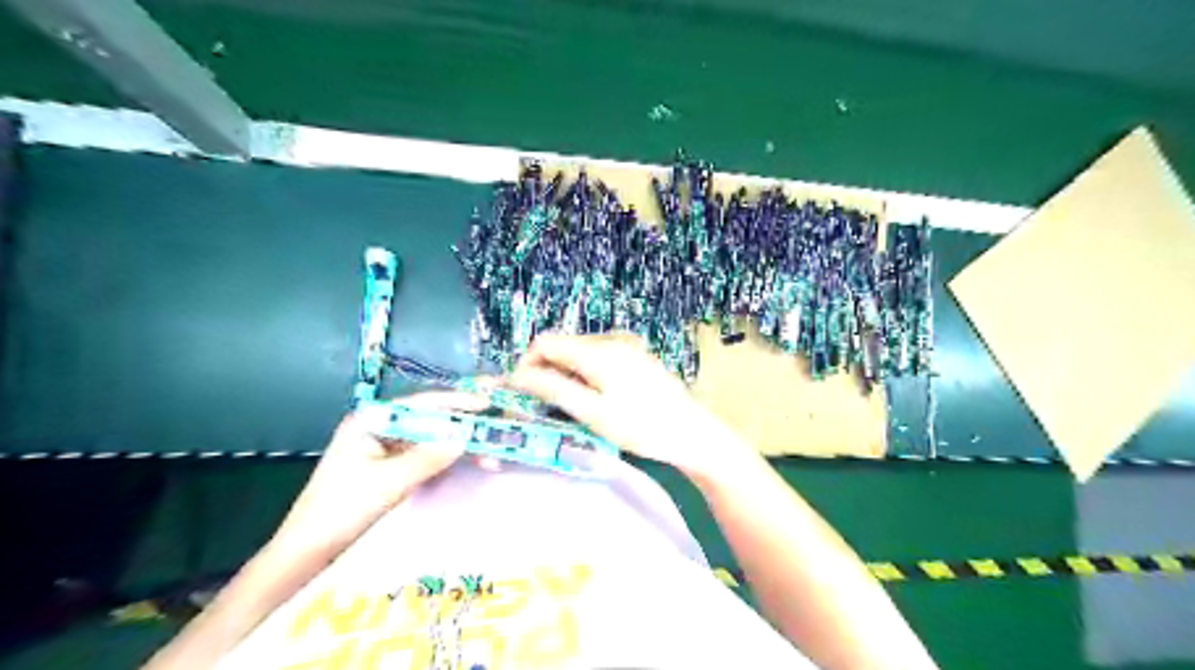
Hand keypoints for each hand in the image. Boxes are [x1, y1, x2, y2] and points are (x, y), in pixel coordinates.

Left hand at [274, 389, 487, 552]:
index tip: (486, 405)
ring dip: (457, 446)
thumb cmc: (341, 510)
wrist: (306, 551)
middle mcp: (379, 427)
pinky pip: (424, 455)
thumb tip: (465, 438)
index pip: (421, 403)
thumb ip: (428, 457)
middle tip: (494, 436)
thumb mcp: (389, 482)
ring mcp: (383, 447)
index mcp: (371, 420)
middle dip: (462, 428)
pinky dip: (445, 460)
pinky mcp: (388, 467)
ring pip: (430, 439)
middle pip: (429, 419)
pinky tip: (466, 464)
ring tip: (488, 458)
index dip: (456, 402)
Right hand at [506, 333, 749, 481]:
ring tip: (571, 406)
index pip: (545, 342)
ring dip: (565, 374)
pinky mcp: (635, 354)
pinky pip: (597, 357)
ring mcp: (626, 344)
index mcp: (599, 349)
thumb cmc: (642, 427)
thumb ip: (553, 390)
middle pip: (562, 345)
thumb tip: (517, 375)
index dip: (526, 364)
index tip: (521, 394)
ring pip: (578, 352)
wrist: (692, 433)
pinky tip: (594, 398)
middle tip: (545, 406)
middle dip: (546, 371)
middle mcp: (611, 338)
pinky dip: (584, 373)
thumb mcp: (593, 413)